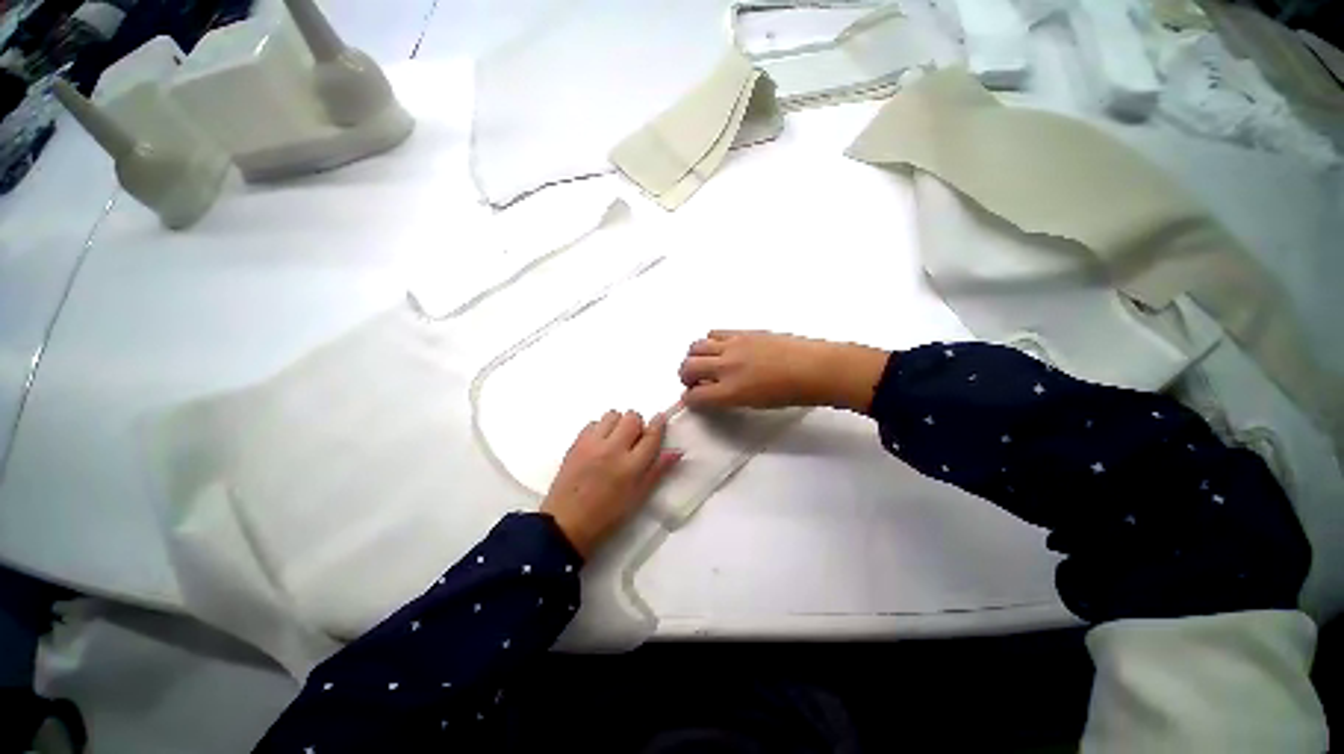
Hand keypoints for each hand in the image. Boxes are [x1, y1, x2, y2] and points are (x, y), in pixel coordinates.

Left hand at [541, 411, 680, 558]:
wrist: (566, 524)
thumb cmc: (607, 516)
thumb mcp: (638, 497)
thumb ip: (657, 470)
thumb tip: (676, 451)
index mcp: (631, 466)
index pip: (651, 435)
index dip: (659, 424)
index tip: (661, 418)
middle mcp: (613, 449)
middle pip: (632, 418)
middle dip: (637, 424)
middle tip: (635, 439)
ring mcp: (592, 444)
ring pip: (612, 415)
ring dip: (619, 423)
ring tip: (616, 439)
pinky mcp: (576, 443)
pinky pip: (593, 423)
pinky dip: (600, 429)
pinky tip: (600, 444)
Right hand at [678, 330, 890, 412]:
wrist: (815, 368)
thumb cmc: (790, 393)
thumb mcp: (753, 404)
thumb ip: (727, 398)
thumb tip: (711, 392)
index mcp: (731, 391)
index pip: (695, 396)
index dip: (689, 399)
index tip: (693, 399)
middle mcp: (726, 366)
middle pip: (688, 367)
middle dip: (685, 376)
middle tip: (693, 381)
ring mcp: (733, 345)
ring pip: (696, 346)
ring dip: (694, 356)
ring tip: (704, 363)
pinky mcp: (743, 332)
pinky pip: (715, 333)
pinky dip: (710, 342)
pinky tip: (721, 349)